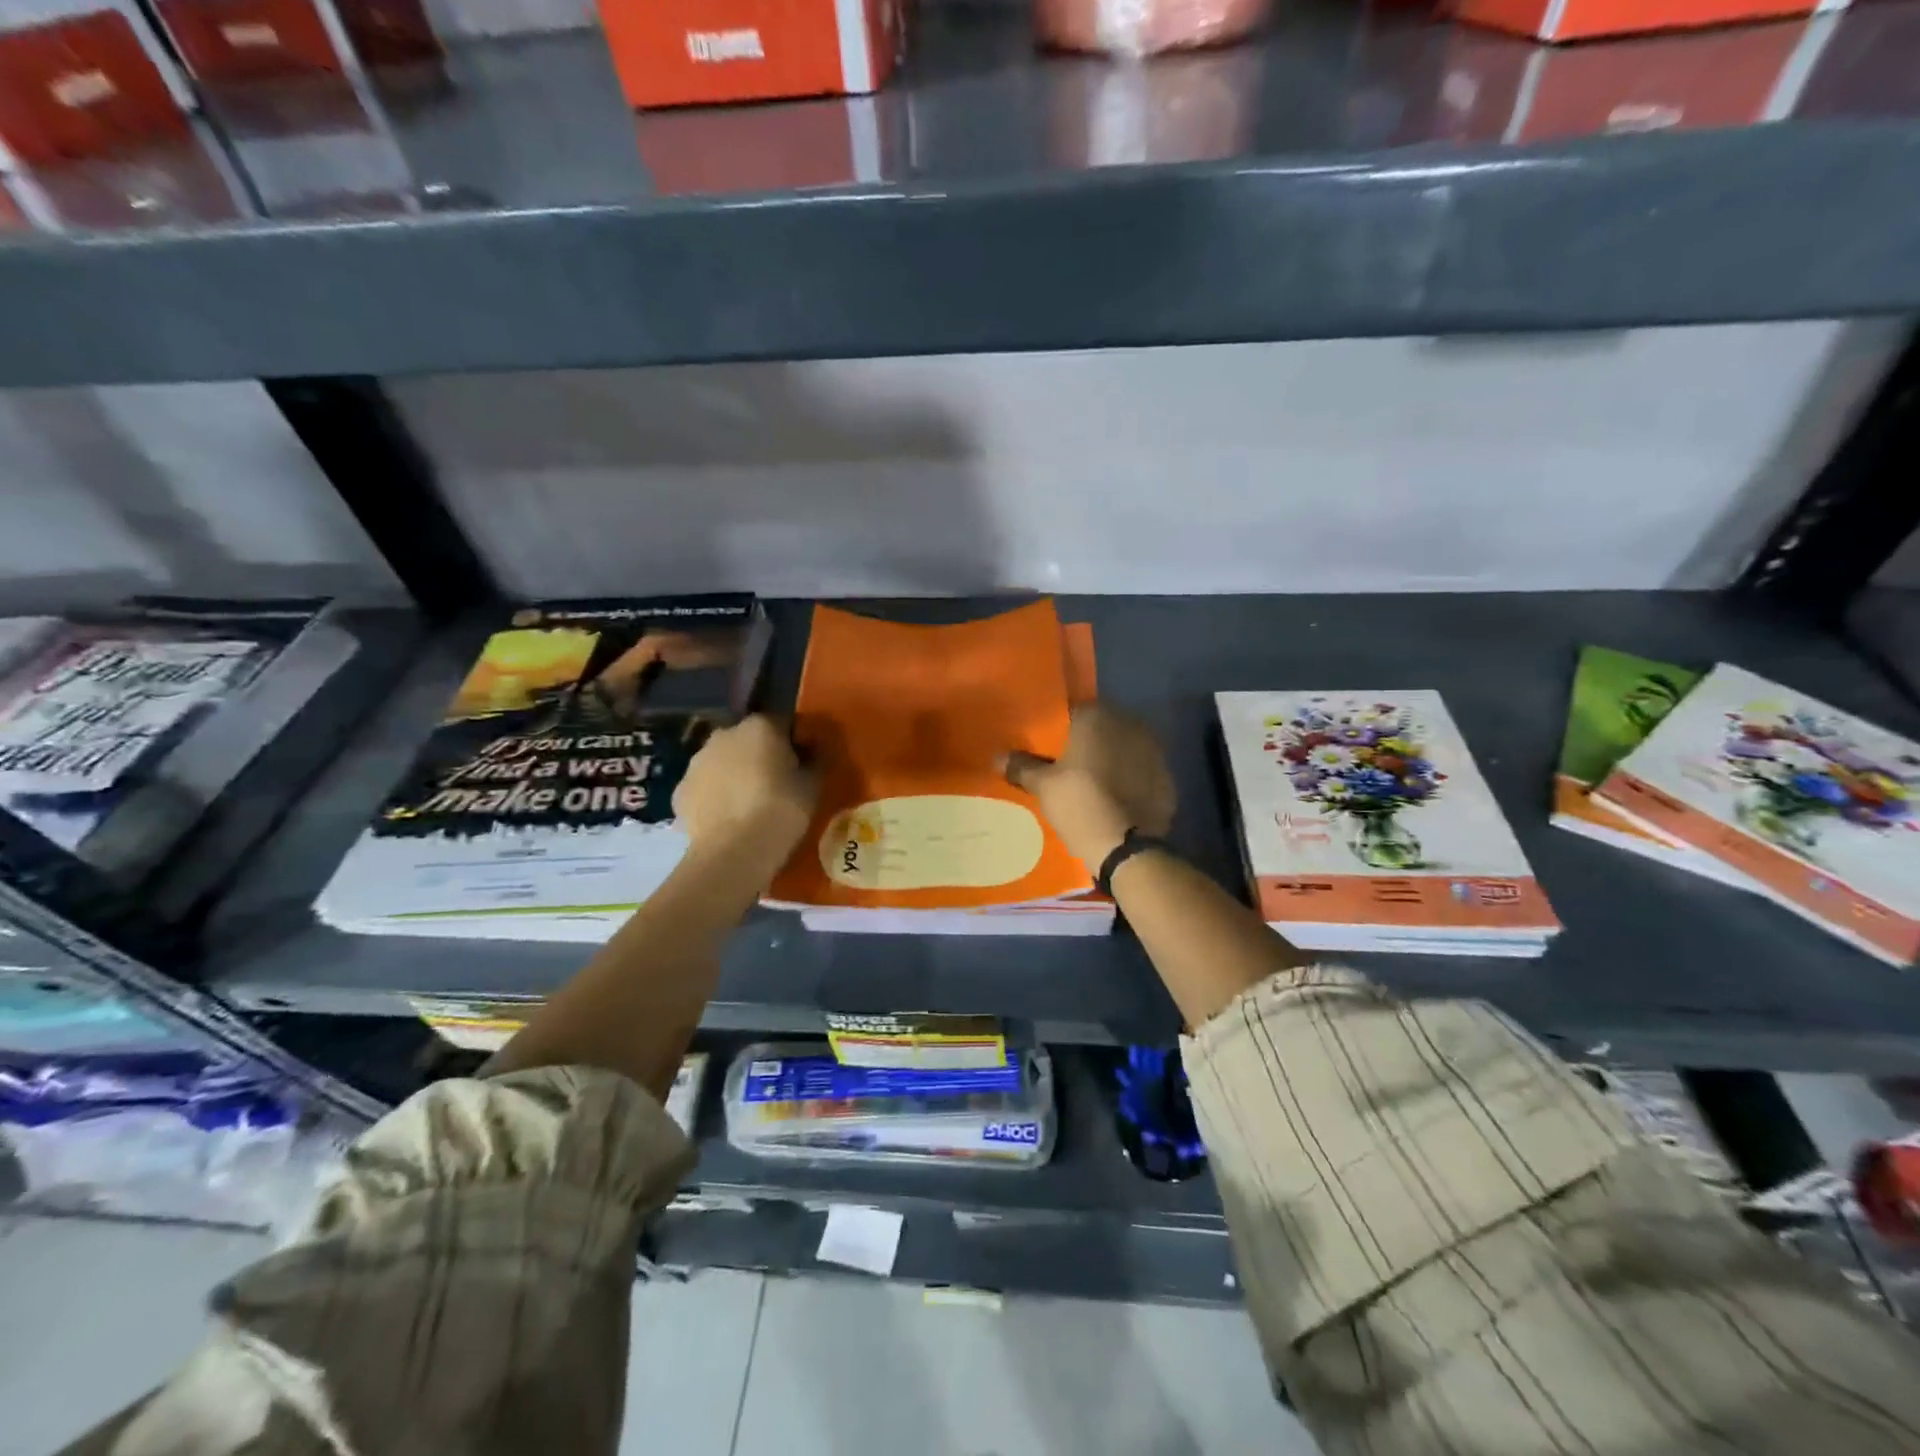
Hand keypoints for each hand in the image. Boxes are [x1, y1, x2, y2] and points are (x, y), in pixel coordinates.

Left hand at [674, 714, 816, 863]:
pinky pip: (705, 788)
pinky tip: (728, 820)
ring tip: (750, 805)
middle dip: (761, 755)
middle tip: (777, 784)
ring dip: (735, 774)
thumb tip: (815, 749)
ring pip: (722, 762)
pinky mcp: (680, 791)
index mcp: (760, 727)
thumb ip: (816, 760)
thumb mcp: (813, 785)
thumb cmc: (781, 810)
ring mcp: (697, 762)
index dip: (795, 742)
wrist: (734, 852)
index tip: (803, 764)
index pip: (783, 723)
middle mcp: (724, 735)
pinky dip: (715, 798)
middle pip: (748, 740)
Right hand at [1004, 703, 1174, 867]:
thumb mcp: (1043, 786)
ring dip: (1110, 761)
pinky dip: (1129, 782)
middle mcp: (1130, 724)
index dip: (1059, 731)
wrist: (1126, 847)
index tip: (1047, 749)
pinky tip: (1116, 801)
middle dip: (1087, 744)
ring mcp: (1154, 751)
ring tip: (1092, 785)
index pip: (1073, 713)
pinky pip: (1141, 773)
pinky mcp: (1167, 779)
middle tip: (1067, 768)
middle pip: (1101, 730)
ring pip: (1124, 750)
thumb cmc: (1079, 803)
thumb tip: (998, 757)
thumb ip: (1022, 766)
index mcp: (1098, 717)